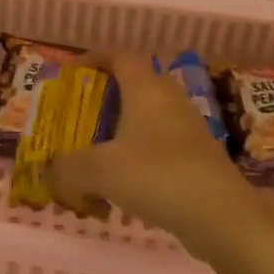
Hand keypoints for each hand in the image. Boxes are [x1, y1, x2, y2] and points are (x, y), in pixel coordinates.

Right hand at [46, 54, 268, 257]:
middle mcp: (169, 101)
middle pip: (135, 86)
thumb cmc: (158, 176)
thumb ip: (67, 168)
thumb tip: (49, 171)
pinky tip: (123, 190)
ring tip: (96, 157)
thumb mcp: (99, 170)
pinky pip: (160, 148)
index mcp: (146, 89)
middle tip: (80, 117)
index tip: (72, 72)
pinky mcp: (199, 160)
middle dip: (105, 99)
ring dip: (121, 133)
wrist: (224, 218)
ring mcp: (189, 130)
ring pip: (148, 120)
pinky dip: (138, 159)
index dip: (94, 58)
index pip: (119, 56)